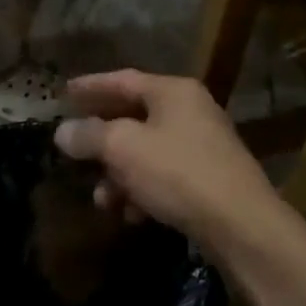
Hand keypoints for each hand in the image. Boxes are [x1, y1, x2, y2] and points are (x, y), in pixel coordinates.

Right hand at [54, 70, 287, 256]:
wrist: (241, 225)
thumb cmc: (178, 173)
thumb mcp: (123, 149)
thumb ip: (89, 135)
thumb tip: (63, 132)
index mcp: (173, 92)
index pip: (123, 80)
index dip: (91, 86)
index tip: (65, 92)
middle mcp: (190, 112)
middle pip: (134, 117)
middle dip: (101, 140)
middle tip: (74, 149)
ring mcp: (203, 146)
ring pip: (147, 152)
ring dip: (119, 174)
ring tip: (101, 199)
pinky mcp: (209, 180)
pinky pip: (164, 177)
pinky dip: (143, 191)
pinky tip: (131, 214)